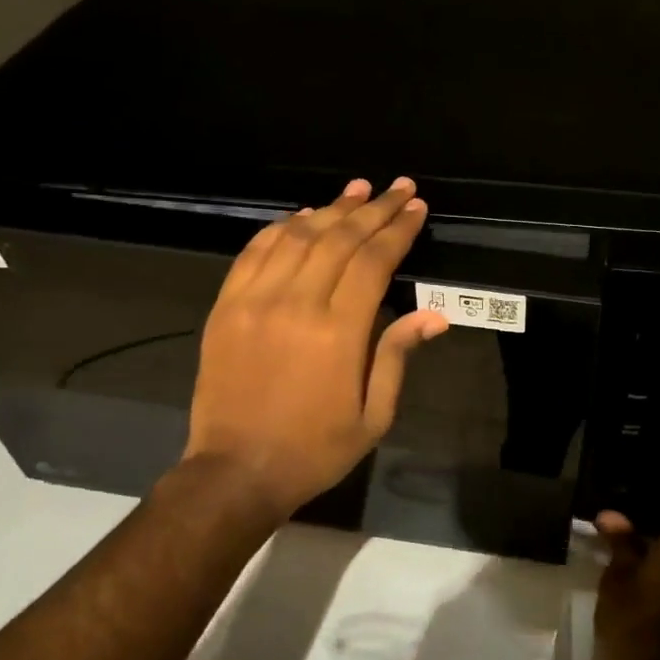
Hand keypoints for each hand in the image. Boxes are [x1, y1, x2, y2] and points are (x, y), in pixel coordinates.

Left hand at [178, 177, 447, 517]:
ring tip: (358, 190)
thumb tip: (434, 315)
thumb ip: (397, 356)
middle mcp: (296, 304)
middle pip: (340, 238)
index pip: (374, 261)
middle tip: (398, 187)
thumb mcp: (373, 416)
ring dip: (331, 208)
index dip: (398, 229)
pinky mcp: (225, 306)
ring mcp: (254, 301)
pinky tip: (302, 215)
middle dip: (374, 208)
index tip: (417, 207)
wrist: (235, 471)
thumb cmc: (315, 449)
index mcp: (338, 332)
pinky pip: (255, 252)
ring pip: (298, 236)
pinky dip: (280, 227)